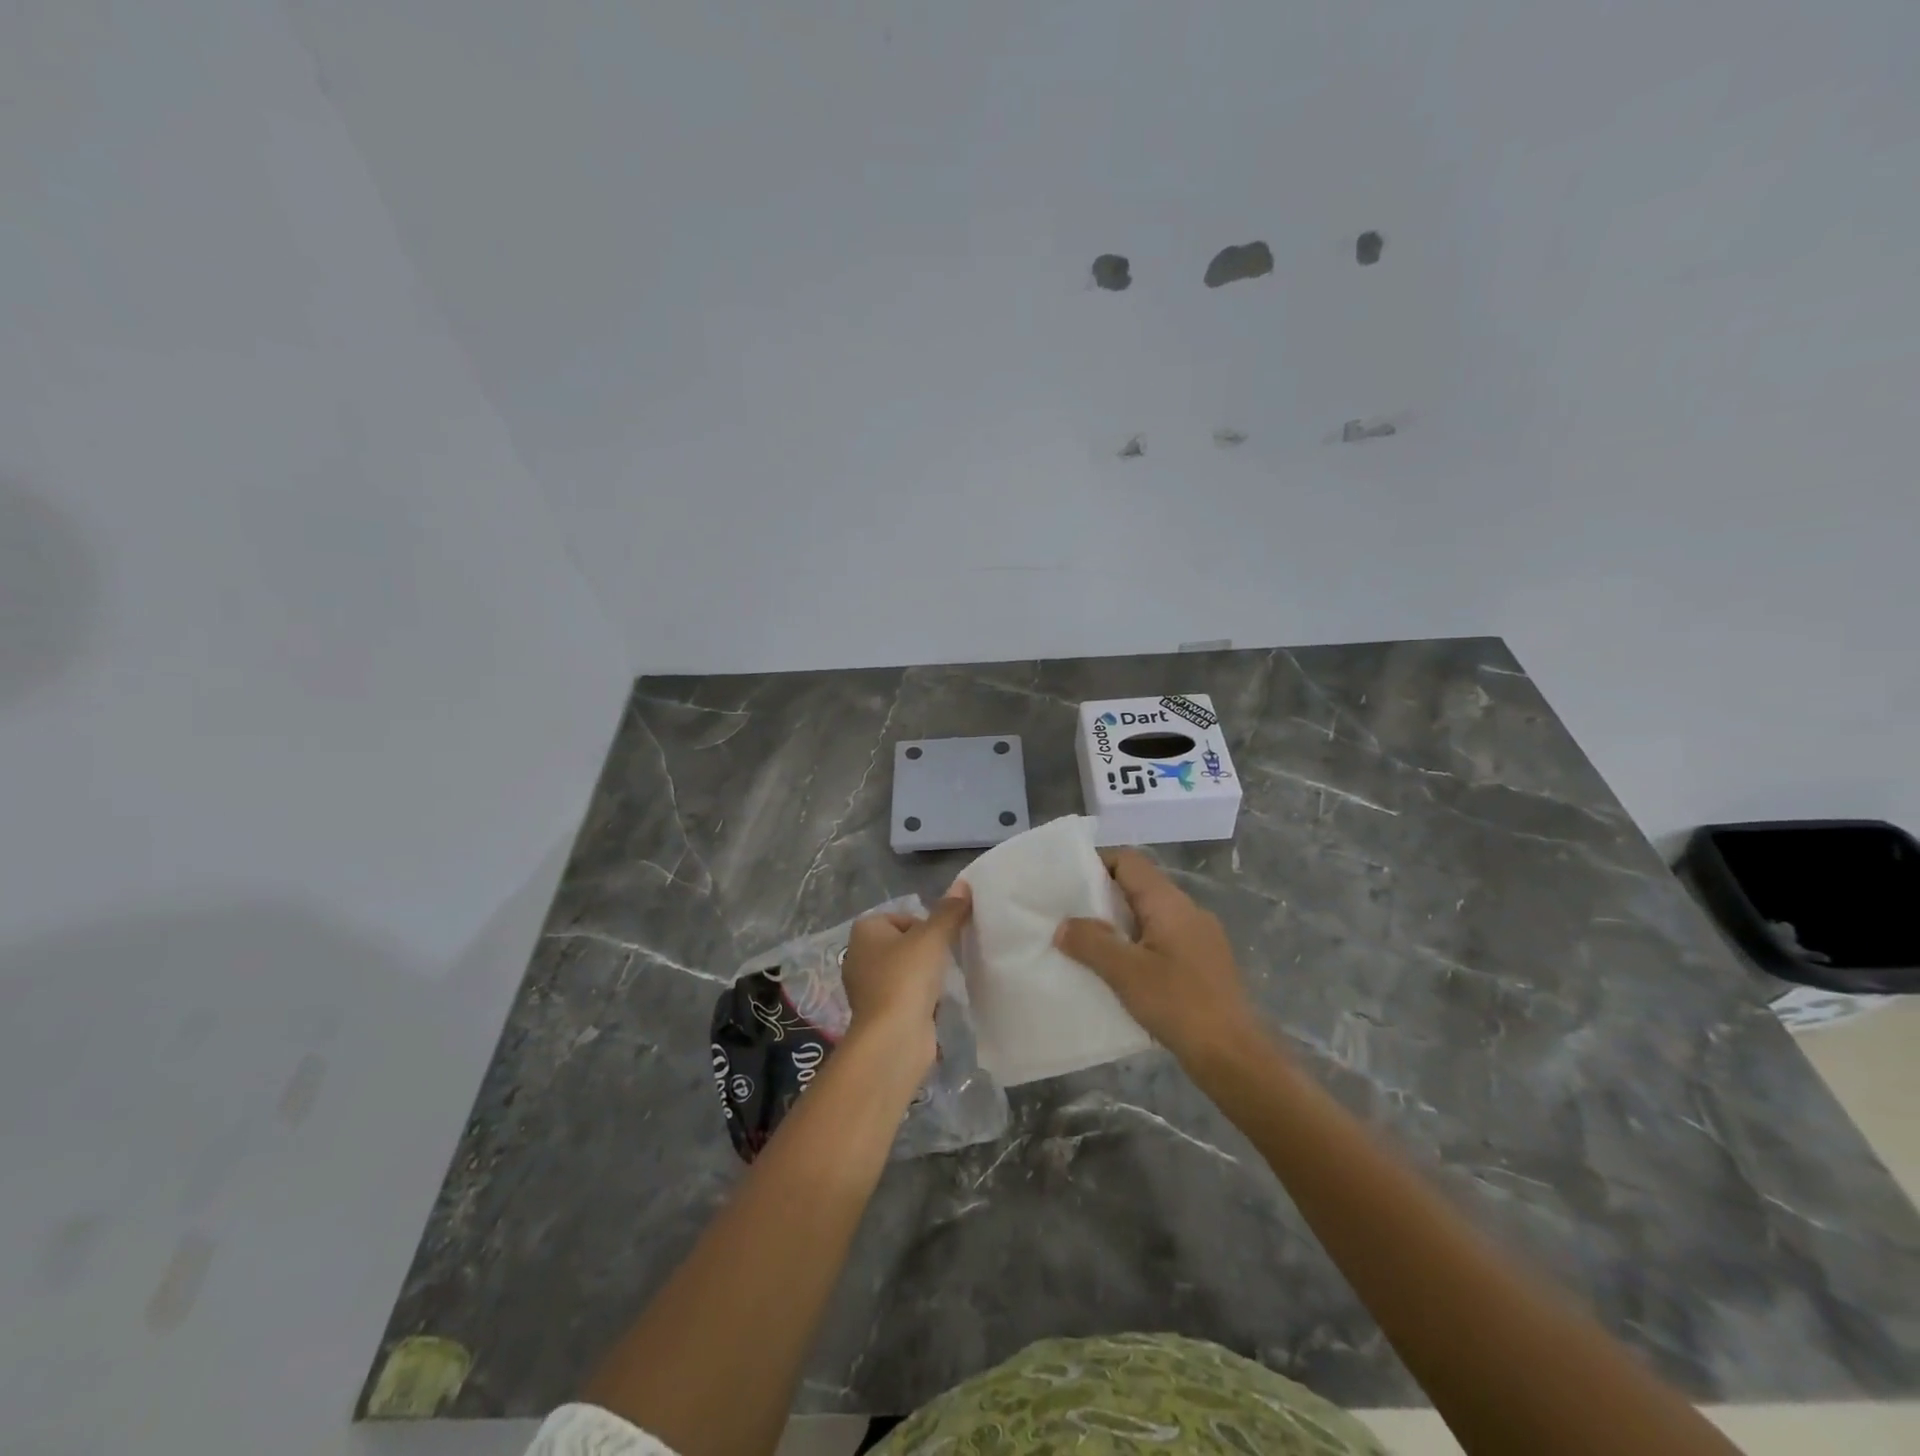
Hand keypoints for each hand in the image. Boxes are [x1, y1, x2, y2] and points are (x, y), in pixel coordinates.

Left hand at [841, 885, 971, 1073]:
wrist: (893, 1037)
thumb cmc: (907, 977)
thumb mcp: (933, 937)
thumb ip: (949, 911)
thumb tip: (963, 884)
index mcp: (864, 931)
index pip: (902, 917)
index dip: (925, 926)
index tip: (940, 941)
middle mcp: (858, 955)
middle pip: (903, 943)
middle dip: (926, 951)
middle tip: (945, 960)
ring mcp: (866, 987)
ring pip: (904, 970)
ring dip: (924, 976)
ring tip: (942, 983)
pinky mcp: (878, 1013)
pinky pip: (904, 996)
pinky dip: (919, 998)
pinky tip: (934, 1005)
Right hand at [1054, 848, 1258, 1066]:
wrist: (1234, 1057)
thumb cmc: (1179, 1005)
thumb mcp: (1126, 973)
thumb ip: (1091, 943)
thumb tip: (1064, 925)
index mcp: (1169, 902)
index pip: (1129, 861)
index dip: (1097, 863)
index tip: (1067, 884)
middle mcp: (1188, 910)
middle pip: (1139, 886)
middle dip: (1103, 898)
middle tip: (1069, 916)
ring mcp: (1200, 937)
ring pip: (1150, 915)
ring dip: (1119, 925)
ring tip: (1088, 945)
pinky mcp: (1204, 963)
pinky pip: (1162, 940)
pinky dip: (1137, 946)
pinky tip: (1121, 972)